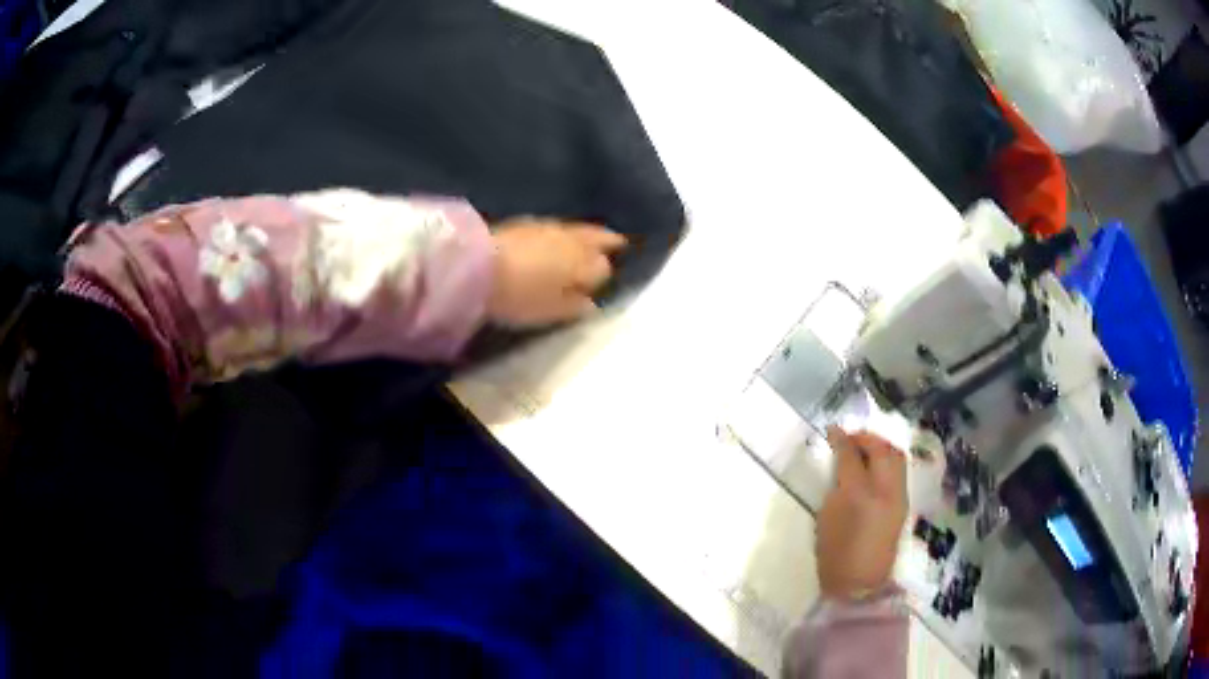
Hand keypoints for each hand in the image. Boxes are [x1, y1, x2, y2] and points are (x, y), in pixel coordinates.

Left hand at [488, 220, 626, 327]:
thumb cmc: (521, 295)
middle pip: (597, 238)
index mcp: (584, 263)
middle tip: (618, 243)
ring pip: (577, 229)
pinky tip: (557, 239)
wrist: (477, 265)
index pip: (604, 268)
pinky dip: (563, 233)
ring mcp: (549, 227)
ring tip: (589, 242)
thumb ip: (576, 305)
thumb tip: (592, 302)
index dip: (604, 277)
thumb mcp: (551, 310)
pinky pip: (556, 227)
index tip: (602, 284)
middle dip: (607, 241)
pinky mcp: (526, 223)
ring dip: (585, 234)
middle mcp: (572, 240)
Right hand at [816, 427, 907, 600]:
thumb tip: (840, 464)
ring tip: (863, 449)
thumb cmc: (835, 555)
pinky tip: (874, 467)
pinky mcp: (903, 505)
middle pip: (882, 449)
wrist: (860, 584)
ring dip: (880, 447)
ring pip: (896, 457)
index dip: (842, 439)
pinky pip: (899, 471)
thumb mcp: (827, 518)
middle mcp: (885, 491)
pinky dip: (887, 461)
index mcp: (859, 495)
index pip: (852, 456)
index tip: (832, 430)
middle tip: (850, 438)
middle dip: (866, 438)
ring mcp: (899, 497)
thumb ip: (836, 486)